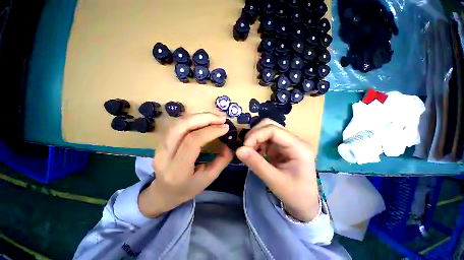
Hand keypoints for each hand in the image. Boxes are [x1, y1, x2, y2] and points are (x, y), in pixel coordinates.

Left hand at [139, 112, 233, 217]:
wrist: (163, 192)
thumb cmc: (187, 188)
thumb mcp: (208, 179)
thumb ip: (221, 162)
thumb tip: (230, 145)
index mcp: (177, 170)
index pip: (193, 142)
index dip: (211, 131)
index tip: (226, 128)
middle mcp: (164, 155)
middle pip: (182, 127)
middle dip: (204, 118)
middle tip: (221, 118)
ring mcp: (159, 146)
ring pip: (178, 123)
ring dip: (199, 116)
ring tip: (215, 117)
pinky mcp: (161, 141)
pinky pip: (178, 124)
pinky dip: (193, 119)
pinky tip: (204, 120)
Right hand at [236, 119, 319, 221]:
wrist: (304, 204)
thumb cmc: (295, 195)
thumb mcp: (275, 181)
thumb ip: (256, 164)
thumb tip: (238, 150)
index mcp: (299, 147)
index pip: (273, 130)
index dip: (256, 135)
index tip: (244, 147)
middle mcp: (293, 140)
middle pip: (269, 126)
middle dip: (254, 134)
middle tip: (245, 148)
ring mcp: (286, 143)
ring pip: (265, 131)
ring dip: (254, 139)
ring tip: (248, 152)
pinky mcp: (280, 147)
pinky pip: (265, 139)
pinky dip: (256, 144)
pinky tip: (253, 154)